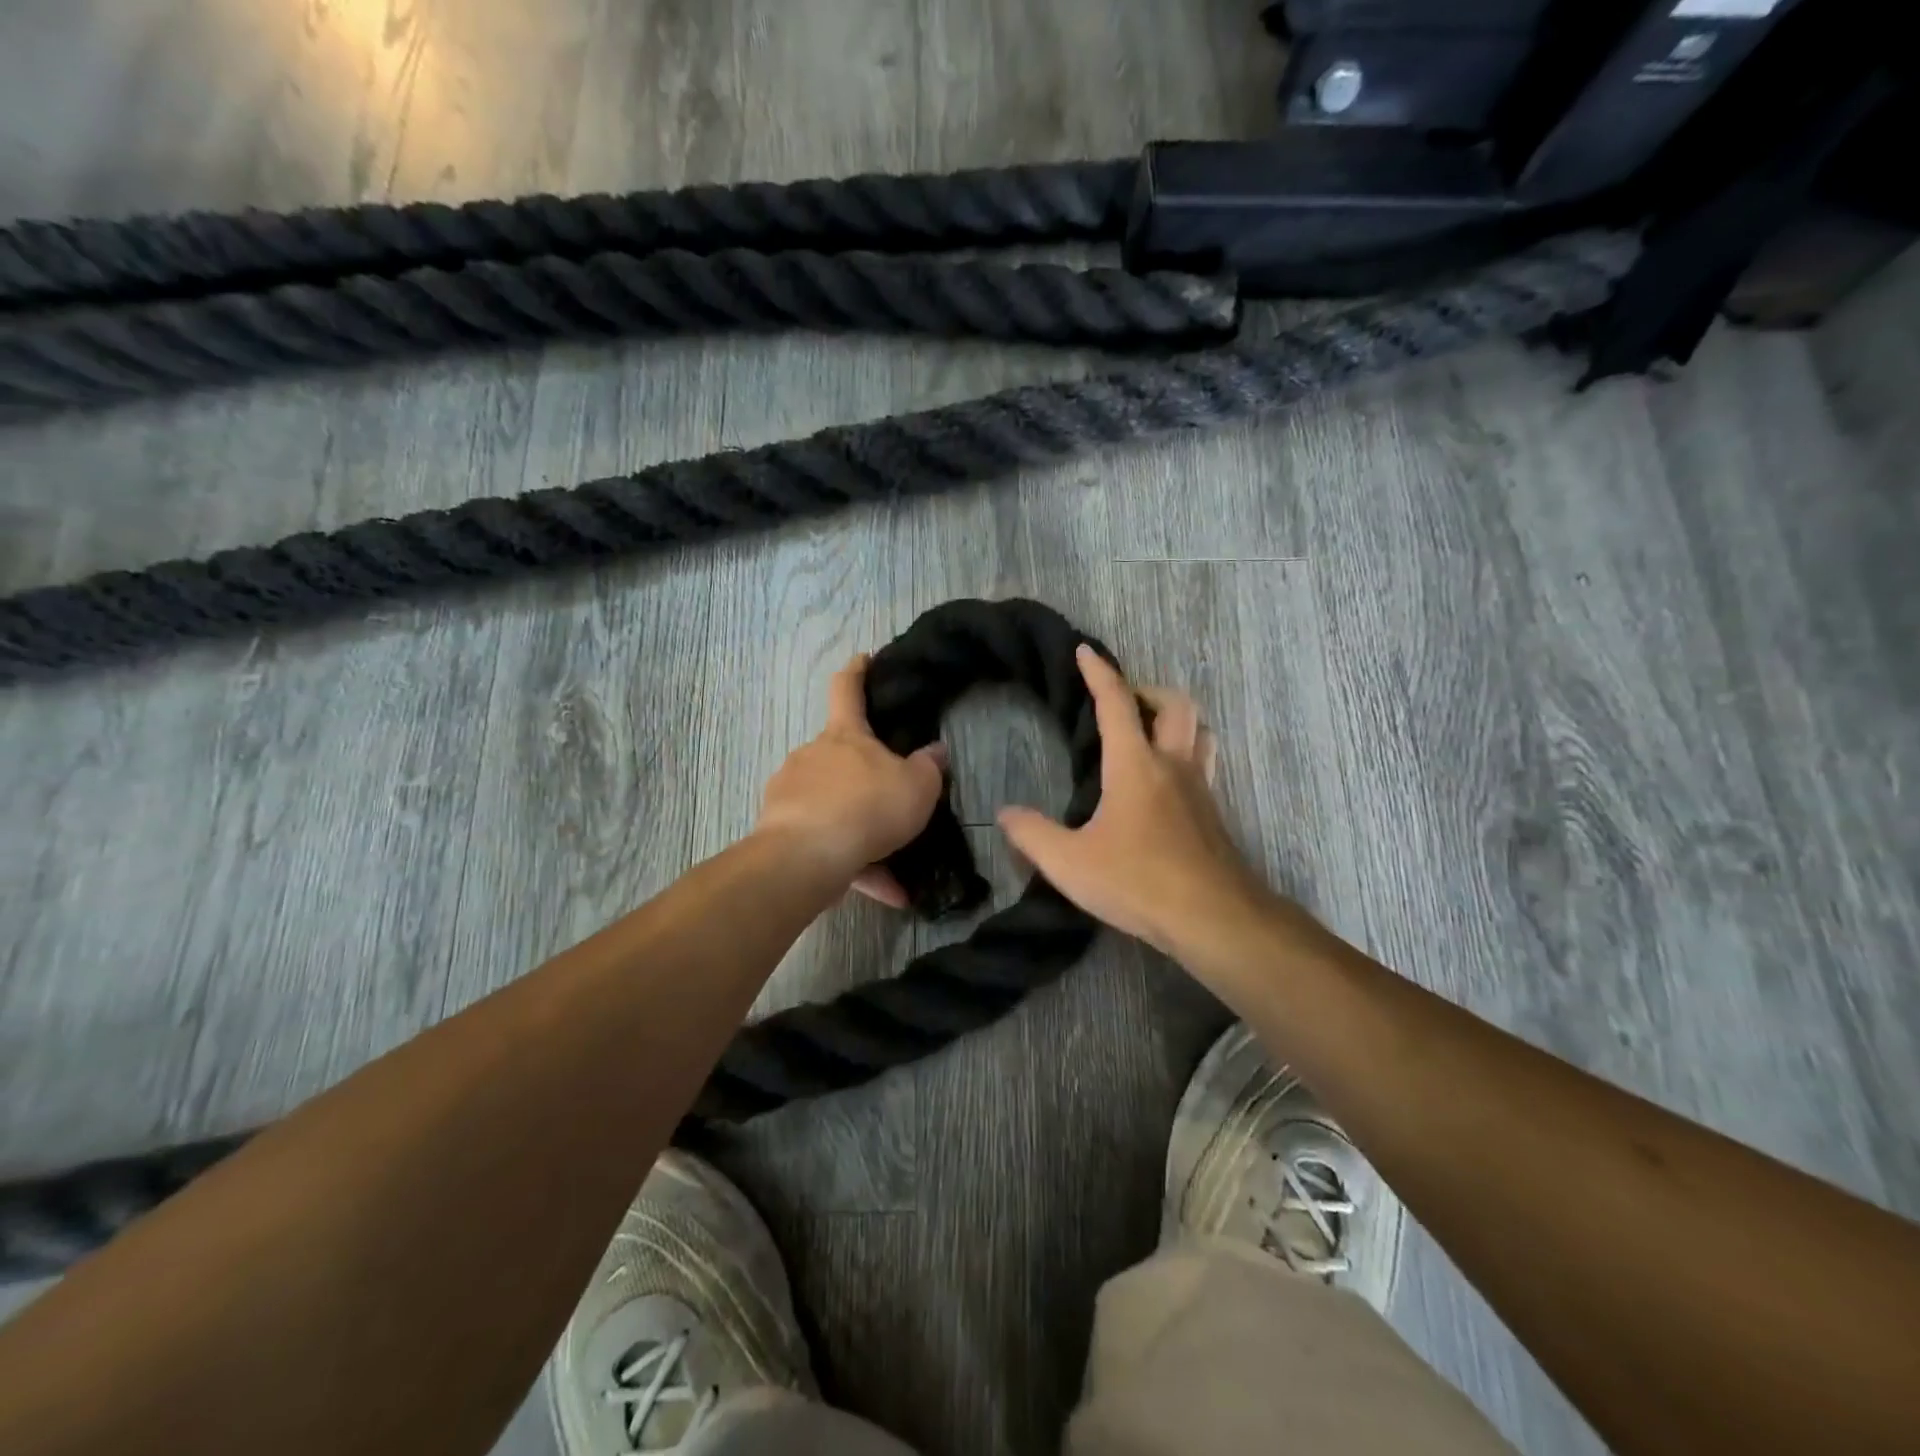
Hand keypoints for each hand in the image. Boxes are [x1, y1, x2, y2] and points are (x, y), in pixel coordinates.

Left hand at [754, 654, 947, 905]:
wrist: (806, 857)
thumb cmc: (867, 806)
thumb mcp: (917, 787)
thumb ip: (929, 768)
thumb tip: (935, 751)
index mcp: (844, 736)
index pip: (848, 689)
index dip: (857, 671)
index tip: (863, 659)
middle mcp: (812, 757)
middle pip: (839, 756)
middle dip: (863, 775)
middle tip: (891, 799)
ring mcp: (791, 793)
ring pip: (833, 807)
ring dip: (862, 831)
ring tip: (896, 870)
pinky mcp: (781, 832)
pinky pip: (825, 844)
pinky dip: (853, 865)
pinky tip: (885, 892)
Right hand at [998, 645, 1267, 956]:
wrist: (1213, 918)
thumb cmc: (1138, 882)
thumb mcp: (1069, 863)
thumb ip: (1032, 835)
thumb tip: (1004, 814)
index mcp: (1135, 764)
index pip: (1116, 702)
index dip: (1099, 672)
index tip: (1085, 651)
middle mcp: (1172, 765)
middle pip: (1176, 704)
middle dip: (1148, 690)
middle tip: (1123, 702)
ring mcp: (1200, 788)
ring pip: (1200, 730)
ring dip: (1177, 719)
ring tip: (1150, 733)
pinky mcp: (1213, 814)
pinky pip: (1204, 763)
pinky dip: (1186, 753)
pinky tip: (1166, 783)